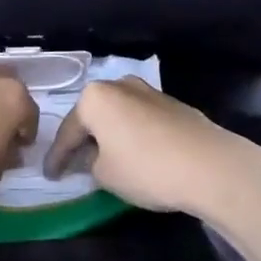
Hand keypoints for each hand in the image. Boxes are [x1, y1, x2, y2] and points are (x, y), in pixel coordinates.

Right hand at [43, 76, 245, 216]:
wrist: (210, 165)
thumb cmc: (147, 168)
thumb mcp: (105, 175)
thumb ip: (90, 163)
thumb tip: (94, 157)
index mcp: (94, 98)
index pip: (67, 131)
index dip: (57, 157)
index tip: (50, 175)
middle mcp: (118, 85)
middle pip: (92, 116)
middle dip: (83, 139)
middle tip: (74, 164)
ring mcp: (147, 91)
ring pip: (118, 114)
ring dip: (109, 134)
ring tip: (105, 158)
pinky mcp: (171, 104)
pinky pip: (140, 119)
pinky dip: (132, 134)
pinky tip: (135, 153)